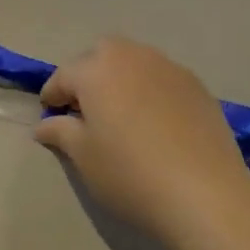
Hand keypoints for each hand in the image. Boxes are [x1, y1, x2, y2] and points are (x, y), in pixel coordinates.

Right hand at [34, 37, 249, 240]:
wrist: (204, 194)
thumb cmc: (129, 173)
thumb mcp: (83, 156)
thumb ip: (60, 132)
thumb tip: (46, 124)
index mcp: (97, 70)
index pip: (63, 76)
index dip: (52, 96)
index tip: (49, 116)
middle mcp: (132, 57)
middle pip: (101, 55)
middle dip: (88, 75)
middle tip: (84, 109)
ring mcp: (170, 69)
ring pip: (135, 62)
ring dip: (120, 79)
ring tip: (119, 113)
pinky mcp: (198, 87)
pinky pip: (162, 79)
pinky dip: (149, 91)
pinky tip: (153, 122)